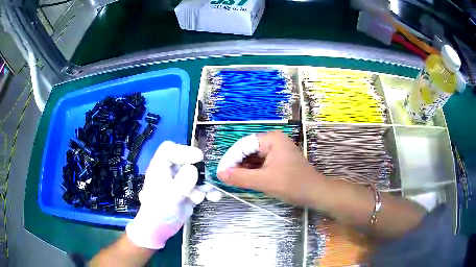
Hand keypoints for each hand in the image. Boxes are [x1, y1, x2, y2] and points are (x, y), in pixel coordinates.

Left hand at [126, 141, 214, 248]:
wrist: (159, 230)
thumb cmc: (158, 212)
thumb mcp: (168, 197)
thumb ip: (180, 183)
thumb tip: (193, 169)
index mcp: (159, 168)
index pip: (169, 150)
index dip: (183, 150)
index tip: (198, 158)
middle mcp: (170, 172)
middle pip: (187, 161)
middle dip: (200, 168)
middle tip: (211, 175)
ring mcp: (180, 183)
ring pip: (197, 175)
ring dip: (207, 182)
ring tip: (212, 192)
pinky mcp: (189, 193)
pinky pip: (201, 188)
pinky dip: (209, 192)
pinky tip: (214, 197)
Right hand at [217, 131, 325, 205]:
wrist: (315, 193)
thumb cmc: (292, 184)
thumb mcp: (264, 181)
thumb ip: (240, 178)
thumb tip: (220, 174)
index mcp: (271, 139)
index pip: (243, 145)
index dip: (230, 158)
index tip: (220, 172)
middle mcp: (274, 140)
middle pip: (248, 150)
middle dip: (237, 164)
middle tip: (225, 178)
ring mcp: (277, 150)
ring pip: (254, 157)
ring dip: (244, 168)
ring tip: (233, 180)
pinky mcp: (279, 159)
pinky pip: (261, 163)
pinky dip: (253, 171)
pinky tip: (246, 179)